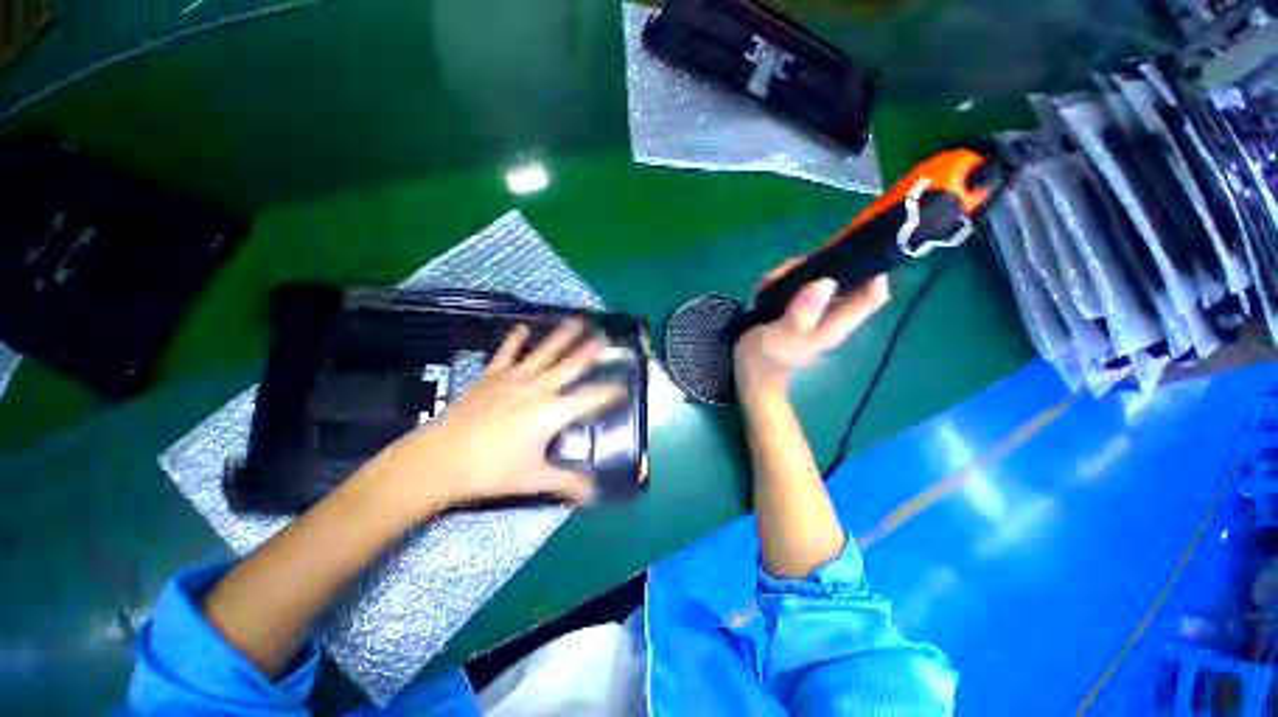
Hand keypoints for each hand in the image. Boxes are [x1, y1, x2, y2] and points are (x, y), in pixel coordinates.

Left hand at [371, 318, 625, 518]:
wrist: (440, 459)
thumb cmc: (492, 471)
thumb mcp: (534, 479)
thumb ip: (567, 483)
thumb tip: (593, 497)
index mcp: (553, 412)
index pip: (591, 398)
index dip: (610, 391)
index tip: (624, 385)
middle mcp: (539, 389)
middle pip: (571, 365)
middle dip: (591, 351)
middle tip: (605, 337)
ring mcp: (514, 379)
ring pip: (545, 352)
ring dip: (562, 336)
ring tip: (577, 320)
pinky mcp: (491, 376)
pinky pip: (506, 354)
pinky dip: (514, 340)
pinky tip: (521, 327)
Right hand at [734, 275, 889, 399]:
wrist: (750, 373)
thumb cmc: (764, 359)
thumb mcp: (780, 337)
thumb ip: (801, 313)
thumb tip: (826, 282)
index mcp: (836, 323)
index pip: (872, 294)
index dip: (871, 270)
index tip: (848, 252)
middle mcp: (831, 314)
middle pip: (844, 278)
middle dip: (820, 266)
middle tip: (788, 269)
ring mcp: (815, 310)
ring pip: (818, 277)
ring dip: (795, 272)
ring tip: (770, 281)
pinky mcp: (798, 308)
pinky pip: (800, 284)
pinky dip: (784, 280)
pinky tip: (766, 287)